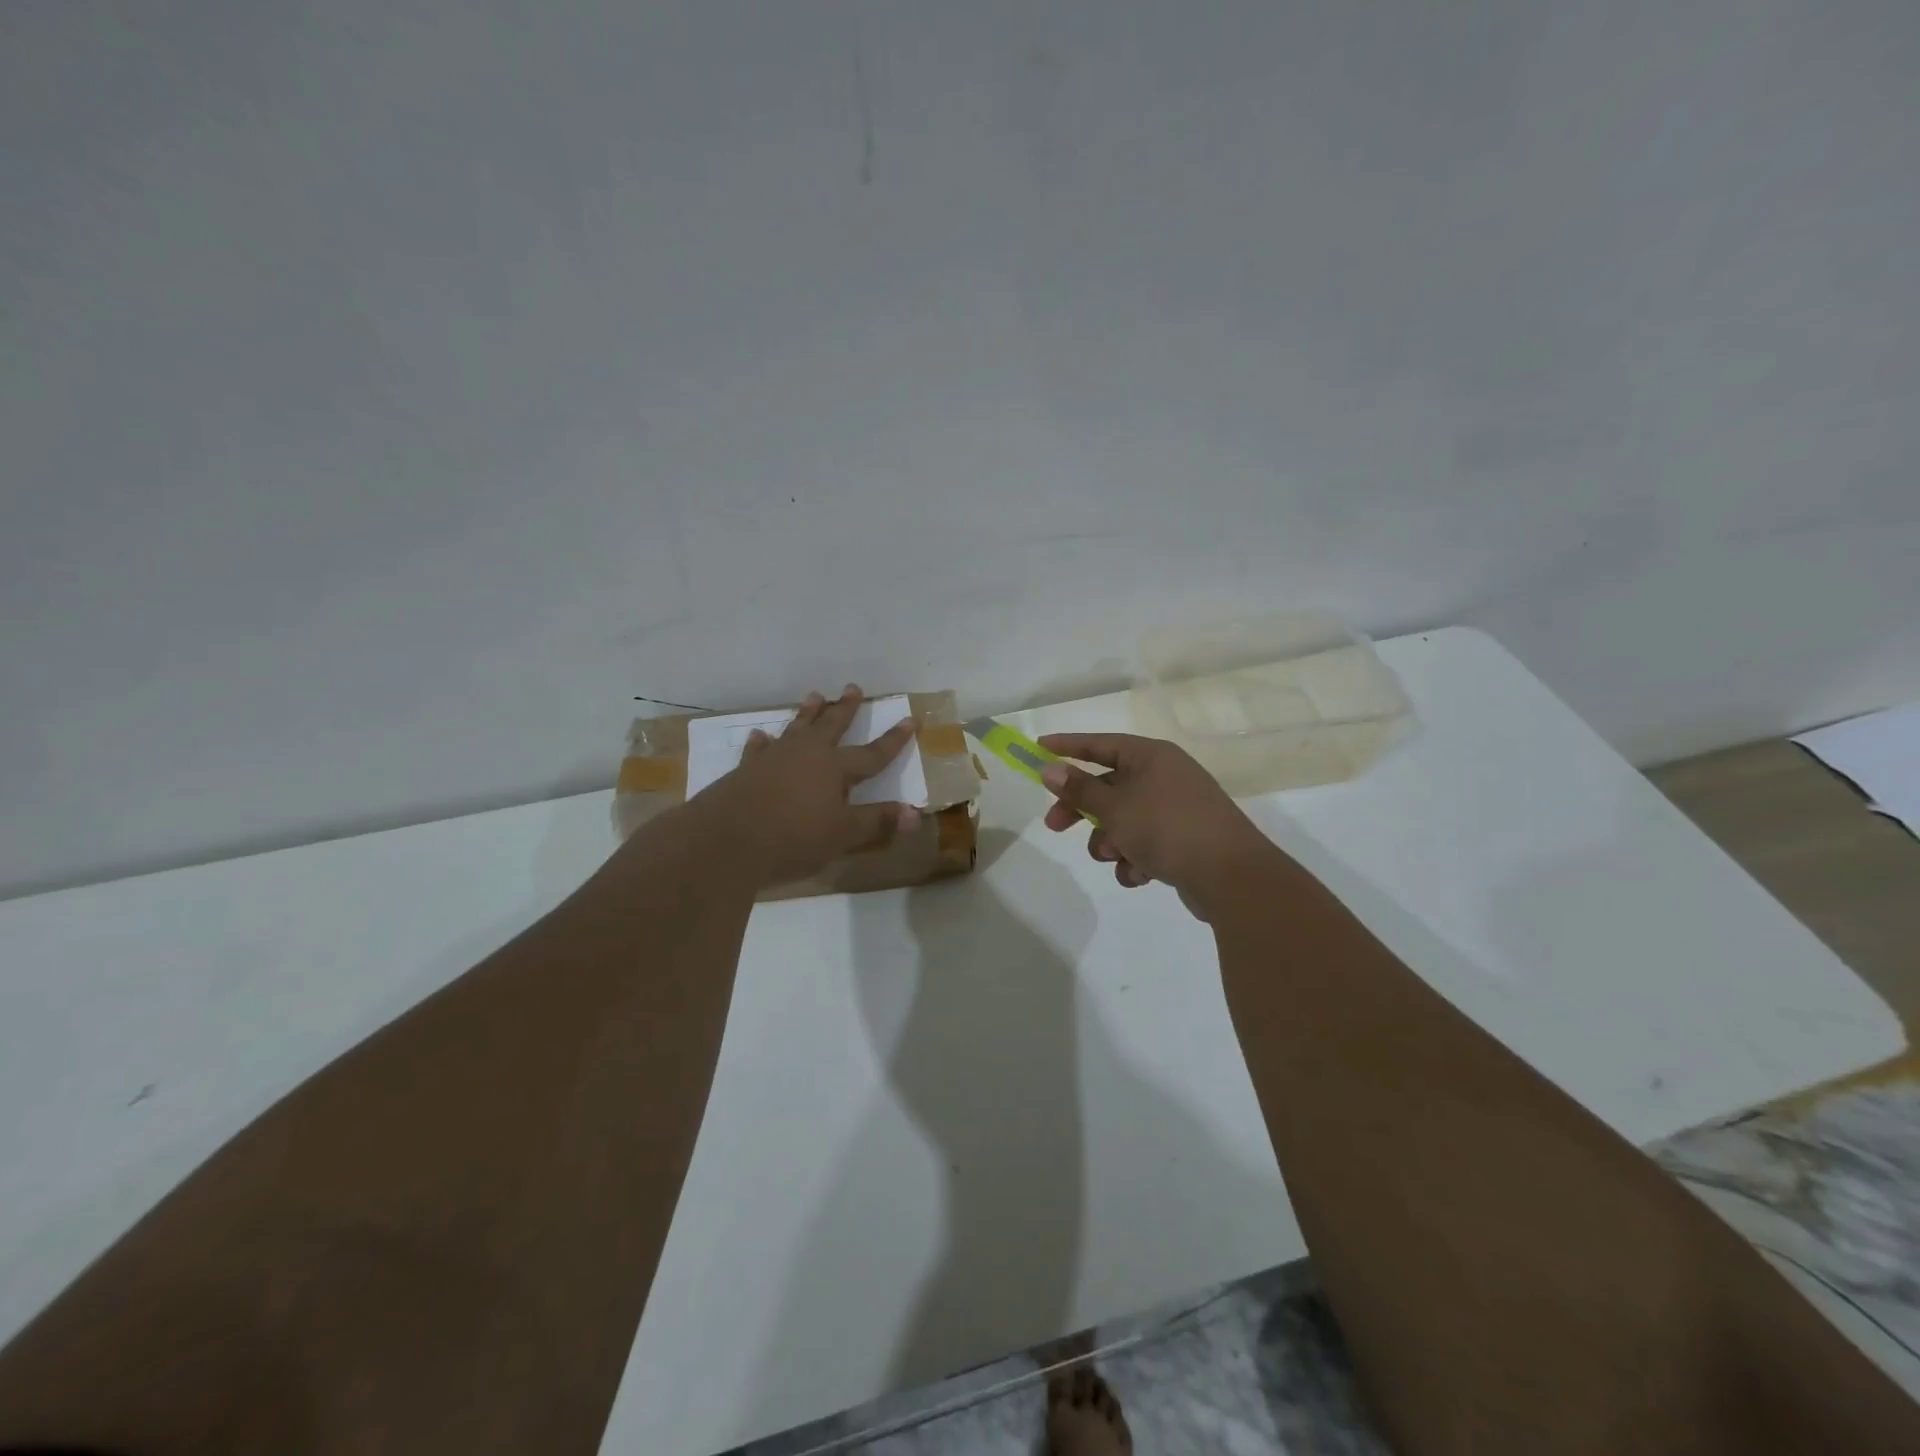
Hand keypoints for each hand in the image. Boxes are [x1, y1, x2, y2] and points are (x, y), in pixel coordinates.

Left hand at [690, 684, 920, 886]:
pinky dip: (762, 742)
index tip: (910, 719)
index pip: (872, 753)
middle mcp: (806, 755)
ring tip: (815, 695)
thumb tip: (916, 814)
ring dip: (807, 713)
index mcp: (835, 768)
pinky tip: (760, 735)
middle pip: (831, 726)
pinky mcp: (745, 771)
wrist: (724, 841)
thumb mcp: (842, 835)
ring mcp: (773, 760)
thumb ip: (877, 822)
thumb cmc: (792, 839)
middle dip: (846, 709)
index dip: (893, 740)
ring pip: (796, 728)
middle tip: (853, 687)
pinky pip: (758, 749)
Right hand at [1038, 733, 1284, 919]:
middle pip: (1108, 787)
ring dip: (1110, 841)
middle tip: (1054, 825)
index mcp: (1151, 757)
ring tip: (1116, 856)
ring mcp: (1176, 810)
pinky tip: (1140, 875)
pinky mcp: (1184, 841)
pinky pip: (1144, 844)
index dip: (1068, 746)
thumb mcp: (1115, 807)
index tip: (1038, 749)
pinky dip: (1135, 860)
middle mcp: (1164, 777)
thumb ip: (1080, 789)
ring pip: (1123, 820)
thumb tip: (1050, 769)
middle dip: (1082, 810)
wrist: (1230, 876)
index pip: (1100, 744)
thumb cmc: (1167, 828)